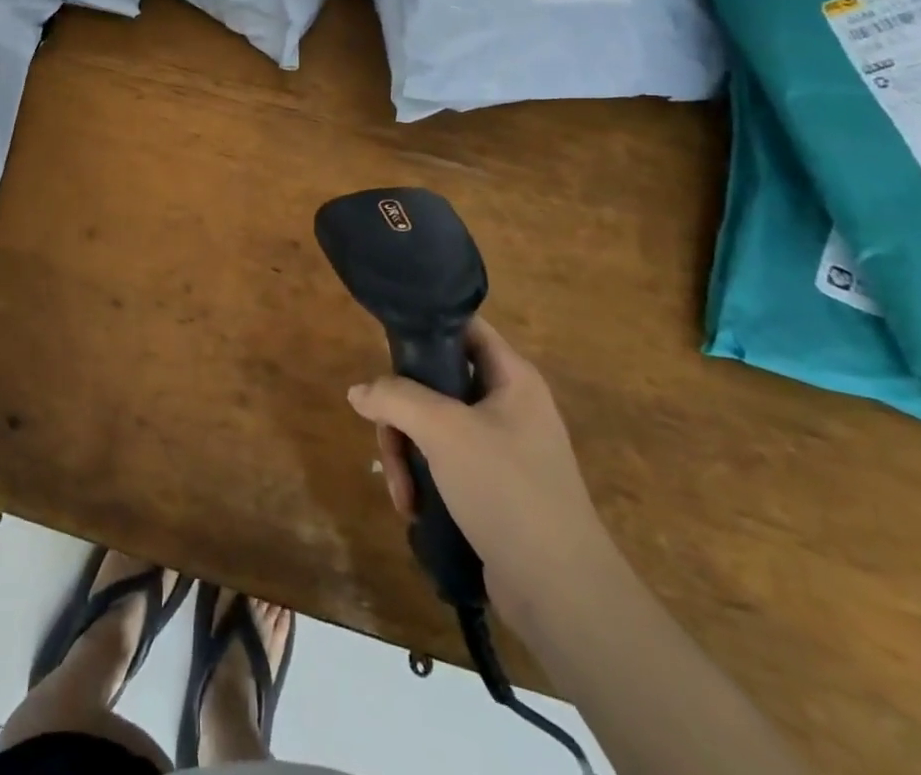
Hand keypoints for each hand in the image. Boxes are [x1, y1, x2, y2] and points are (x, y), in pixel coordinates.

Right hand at [346, 317, 614, 618]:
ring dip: (407, 456)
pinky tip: (416, 509)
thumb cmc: (507, 490)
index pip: (463, 327)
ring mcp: (502, 449)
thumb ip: (395, 398)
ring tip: (403, 494)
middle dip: (402, 415)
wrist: (562, 595)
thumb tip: (358, 392)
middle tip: (388, 444)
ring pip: (433, 427)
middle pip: (435, 383)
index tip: (384, 346)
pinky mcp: (493, 488)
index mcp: (512, 378)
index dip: (425, 327)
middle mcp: (508, 406)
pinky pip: (444, 464)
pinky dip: (423, 481)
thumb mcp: (444, 431)